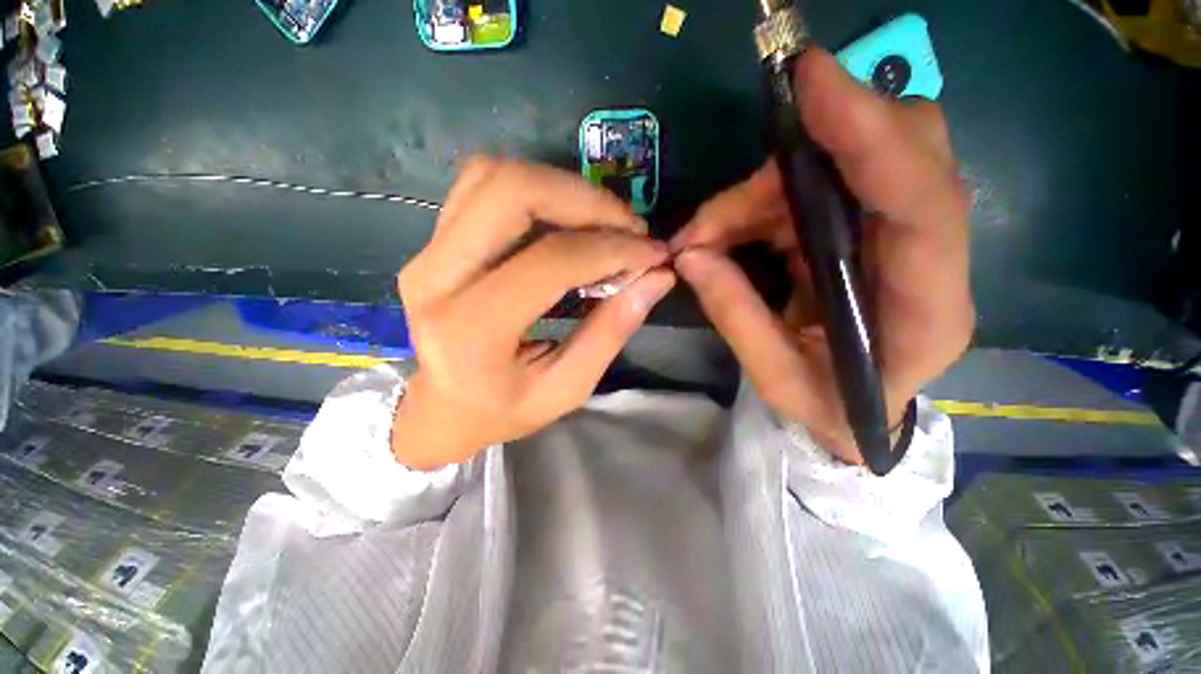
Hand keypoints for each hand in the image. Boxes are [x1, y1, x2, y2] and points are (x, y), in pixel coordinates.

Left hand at [393, 157, 674, 469]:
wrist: (442, 407)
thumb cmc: (504, 409)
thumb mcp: (567, 387)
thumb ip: (611, 331)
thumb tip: (657, 277)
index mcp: (471, 330)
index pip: (551, 261)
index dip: (612, 248)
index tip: (653, 254)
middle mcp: (437, 278)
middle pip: (511, 192)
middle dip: (585, 199)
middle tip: (629, 227)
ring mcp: (427, 251)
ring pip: (494, 176)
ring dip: (561, 188)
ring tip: (602, 222)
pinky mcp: (433, 240)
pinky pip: (482, 185)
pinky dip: (534, 189)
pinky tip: (565, 219)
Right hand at [671, 49, 972, 463]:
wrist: (862, 414)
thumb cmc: (829, 408)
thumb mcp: (776, 378)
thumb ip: (736, 316)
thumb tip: (688, 256)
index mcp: (927, 310)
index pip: (922, 204)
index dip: (870, 135)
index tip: (811, 82)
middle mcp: (932, 258)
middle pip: (902, 153)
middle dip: (805, 157)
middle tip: (724, 210)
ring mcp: (903, 236)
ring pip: (843, 167)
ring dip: (761, 193)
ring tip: (705, 236)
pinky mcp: (869, 229)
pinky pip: (815, 189)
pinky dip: (761, 203)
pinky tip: (725, 233)